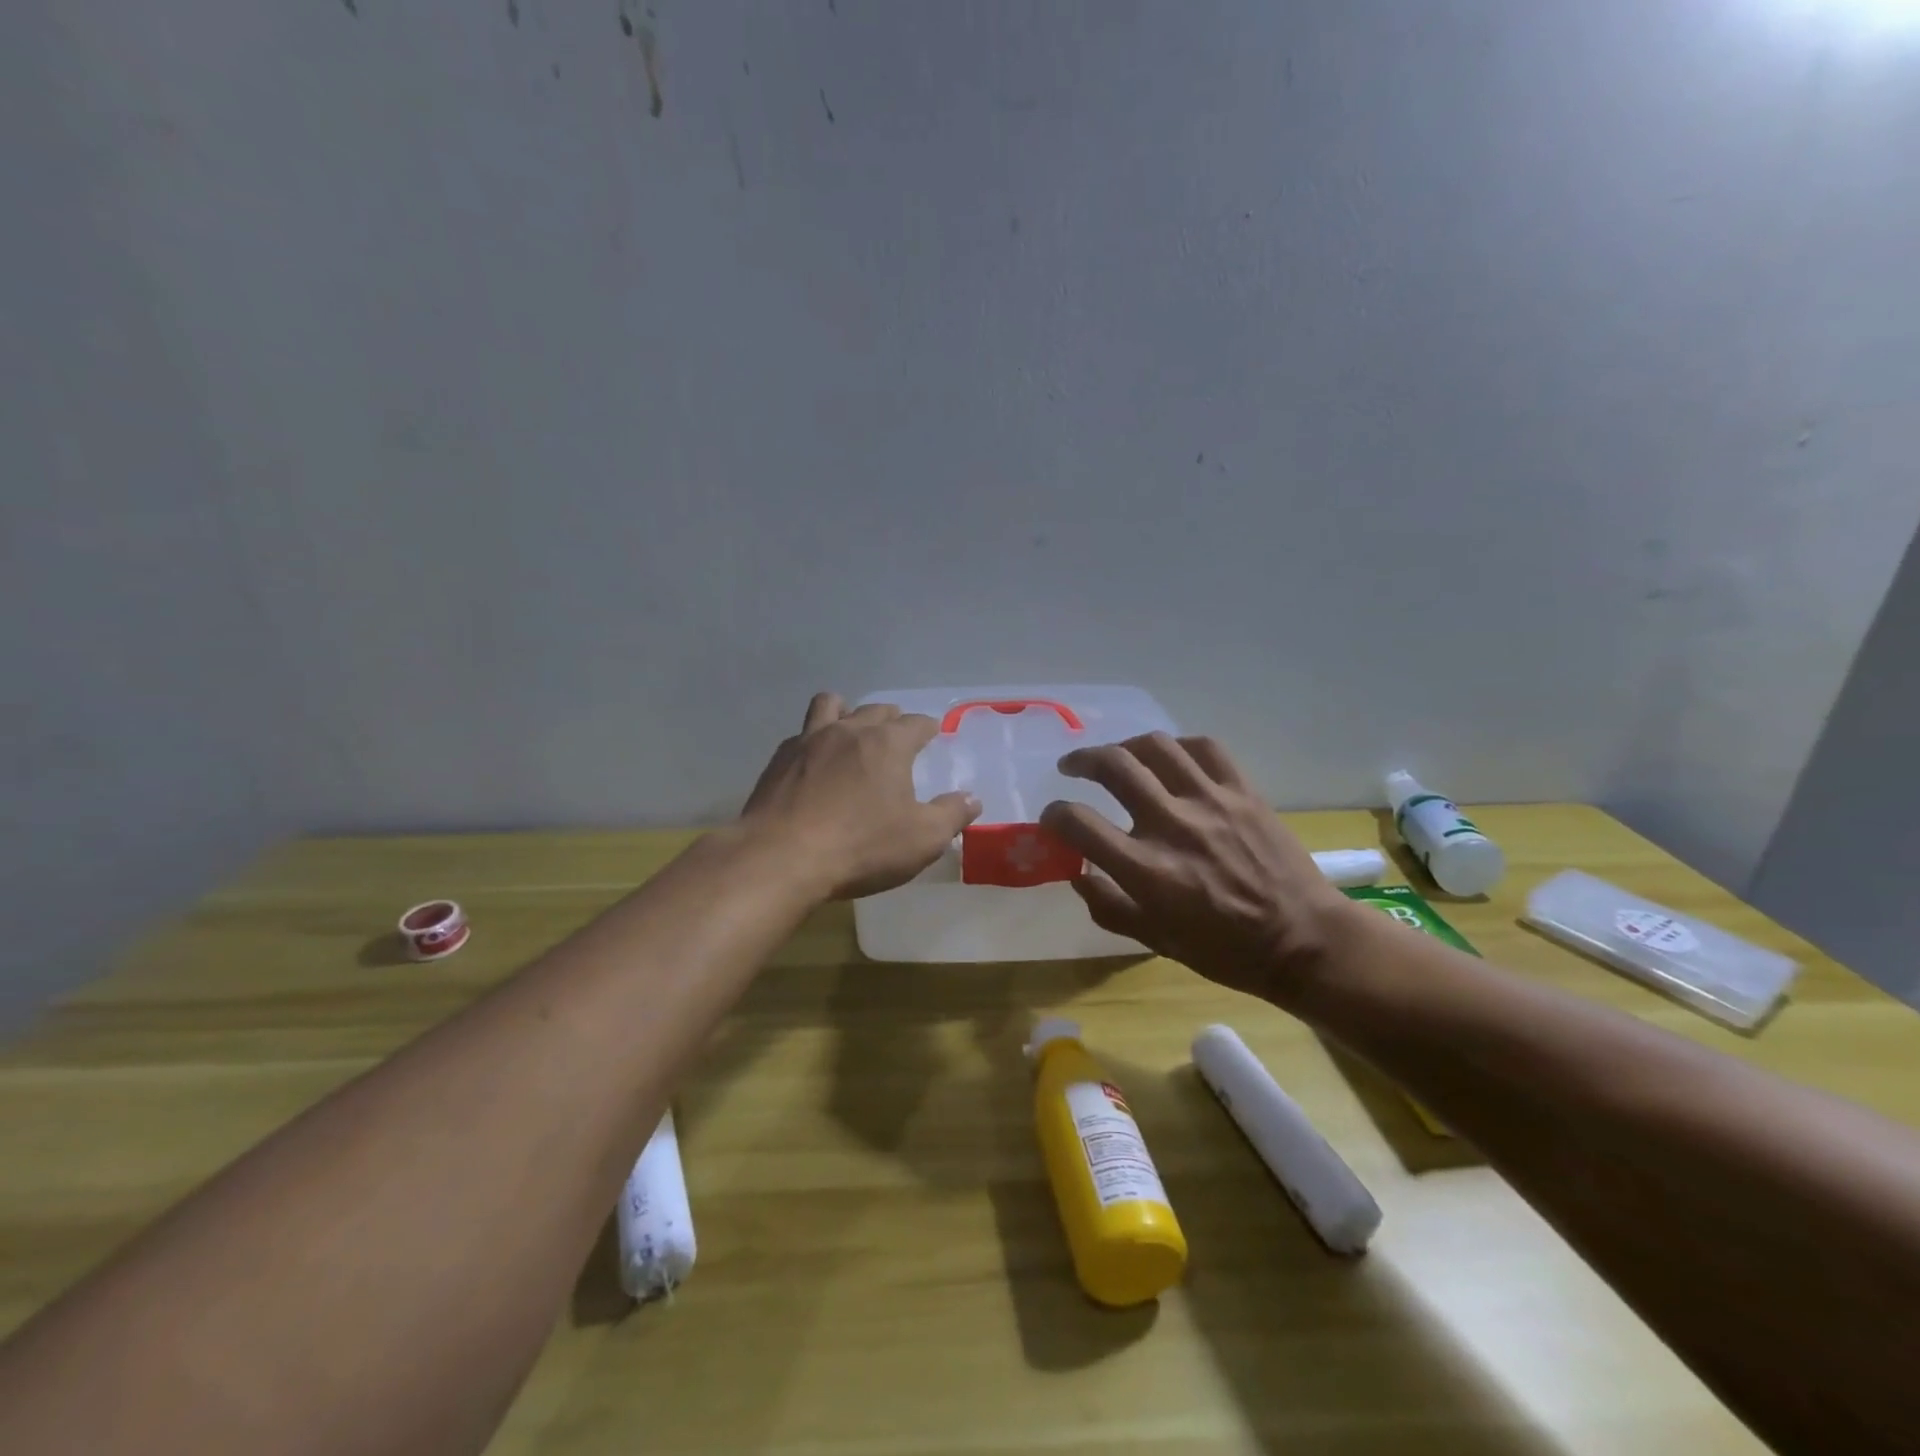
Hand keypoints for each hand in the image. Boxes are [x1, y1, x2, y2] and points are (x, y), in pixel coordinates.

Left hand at [742, 694, 981, 900]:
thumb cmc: (861, 847)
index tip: (934, 734)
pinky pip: (801, 734)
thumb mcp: (922, 839)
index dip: (928, 728)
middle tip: (898, 735)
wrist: (781, 858)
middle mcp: (849, 731)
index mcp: (888, 744)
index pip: (916, 723)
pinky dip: (814, 740)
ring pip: (831, 705)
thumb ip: (952, 815)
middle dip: (892, 718)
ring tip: (851, 732)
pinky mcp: (779, 759)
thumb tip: (973, 799)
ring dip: (846, 712)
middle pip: (875, 710)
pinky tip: (814, 763)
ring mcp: (809, 740)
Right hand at [1038, 734, 1352, 1001]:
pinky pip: (1205, 748)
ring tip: (1118, 756)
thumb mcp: (1155, 941)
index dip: (1055, 815)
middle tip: (1072, 767)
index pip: (1078, 822)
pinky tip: (1170, 757)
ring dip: (1125, 746)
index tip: (1053, 818)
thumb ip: (1109, 907)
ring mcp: (1210, 802)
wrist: (1303, 941)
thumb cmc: (1225, 951)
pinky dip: (1178, 746)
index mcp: (1146, 869)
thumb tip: (1079, 876)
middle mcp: (1172, 825)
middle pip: (1113, 766)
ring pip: (1155, 746)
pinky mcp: (1243, 791)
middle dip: (1082, 761)